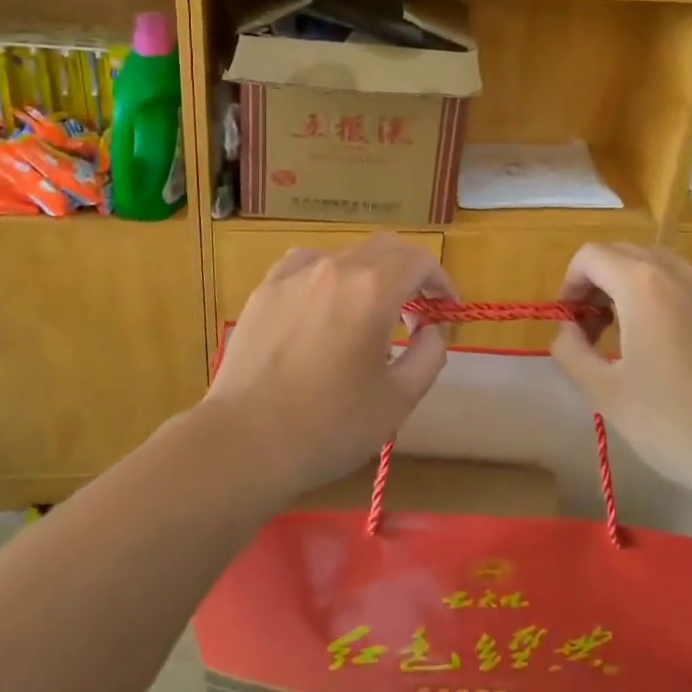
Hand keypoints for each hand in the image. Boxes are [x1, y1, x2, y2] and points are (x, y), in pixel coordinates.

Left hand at [202, 234, 456, 501]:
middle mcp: (334, 268)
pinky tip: (323, 302)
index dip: (440, 280)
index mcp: (372, 289)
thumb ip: (429, 355)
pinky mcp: (265, 290)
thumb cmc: (328, 426)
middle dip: (410, 272)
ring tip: (369, 312)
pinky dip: (327, 275)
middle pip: (384, 249)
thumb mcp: (398, 400)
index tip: (447, 309)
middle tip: (418, 309)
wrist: (244, 443)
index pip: (418, 260)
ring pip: (345, 255)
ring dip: (369, 274)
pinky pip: (306, 265)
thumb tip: (432, 329)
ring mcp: (294, 275)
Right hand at [550, 243, 691, 511]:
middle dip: (601, 284)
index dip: (569, 284)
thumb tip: (567, 331)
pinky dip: (678, 309)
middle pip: (628, 255)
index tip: (570, 323)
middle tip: (595, 330)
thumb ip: (571, 352)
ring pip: (667, 272)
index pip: (590, 256)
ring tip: (636, 342)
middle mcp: (682, 275)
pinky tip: (686, 359)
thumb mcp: (607, 395)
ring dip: (638, 292)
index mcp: (643, 285)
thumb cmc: (678, 425)